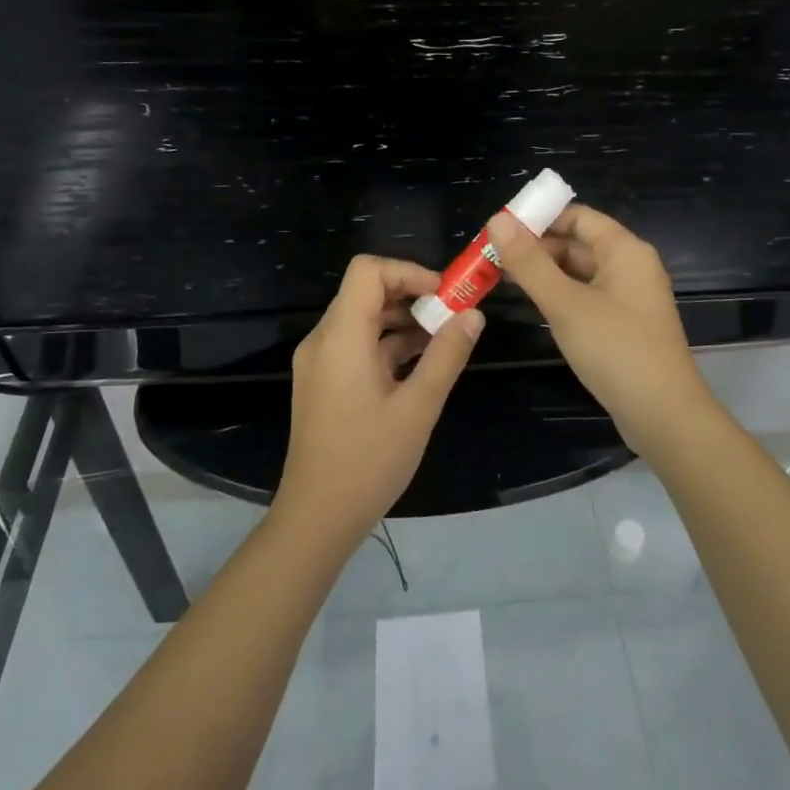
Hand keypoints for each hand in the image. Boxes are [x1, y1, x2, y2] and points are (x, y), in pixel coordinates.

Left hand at [274, 255, 483, 539]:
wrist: (316, 519)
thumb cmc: (368, 461)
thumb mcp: (418, 407)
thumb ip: (447, 355)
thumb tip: (473, 315)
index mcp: (340, 336)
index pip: (368, 271)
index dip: (409, 272)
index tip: (445, 295)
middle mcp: (324, 340)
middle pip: (366, 292)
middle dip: (412, 296)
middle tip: (454, 316)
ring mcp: (320, 363)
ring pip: (363, 320)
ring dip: (403, 322)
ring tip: (445, 341)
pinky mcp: (323, 383)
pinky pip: (357, 346)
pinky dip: (388, 345)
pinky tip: (422, 365)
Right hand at [489, 206, 714, 455]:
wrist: (663, 415)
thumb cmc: (615, 349)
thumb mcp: (565, 303)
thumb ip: (529, 263)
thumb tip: (497, 221)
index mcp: (625, 250)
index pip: (578, 216)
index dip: (539, 218)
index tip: (500, 230)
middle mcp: (631, 267)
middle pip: (578, 243)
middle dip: (537, 248)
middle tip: (492, 258)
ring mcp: (629, 298)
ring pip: (581, 272)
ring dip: (545, 273)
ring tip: (503, 279)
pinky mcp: (624, 325)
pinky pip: (587, 297)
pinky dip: (560, 295)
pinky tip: (534, 306)